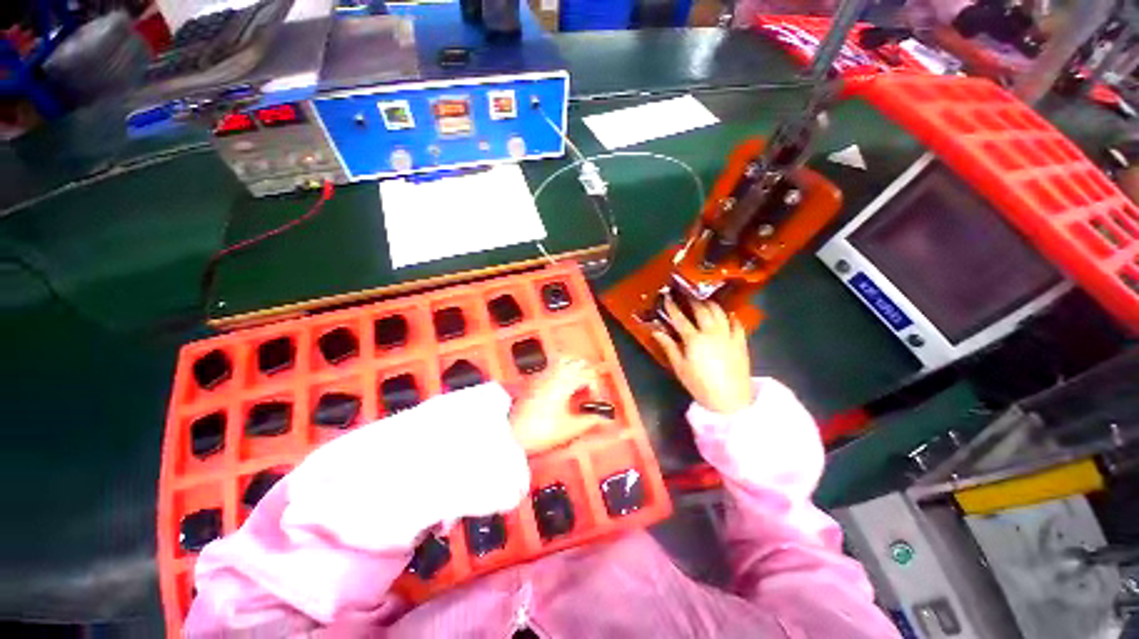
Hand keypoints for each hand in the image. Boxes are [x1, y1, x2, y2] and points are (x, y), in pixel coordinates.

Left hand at [510, 358, 607, 452]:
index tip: (594, 401)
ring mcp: (543, 373)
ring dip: (574, 369)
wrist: (510, 433)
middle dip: (587, 374)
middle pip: (579, 362)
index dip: (596, 388)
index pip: (589, 375)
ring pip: (565, 359)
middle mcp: (555, 372)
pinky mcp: (534, 378)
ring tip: (576, 386)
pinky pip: (553, 365)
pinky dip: (562, 371)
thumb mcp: (569, 428)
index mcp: (566, 381)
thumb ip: (589, 420)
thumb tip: (601, 417)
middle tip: (588, 391)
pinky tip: (561, 387)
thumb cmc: (538, 430)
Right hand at [651, 295, 753, 414]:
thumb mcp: (680, 368)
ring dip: (710, 304)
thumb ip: (669, 347)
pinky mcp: (741, 342)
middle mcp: (712, 332)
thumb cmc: (700, 386)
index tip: (667, 297)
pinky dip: (730, 316)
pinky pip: (737, 324)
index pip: (680, 318)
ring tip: (704, 301)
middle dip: (692, 300)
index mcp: (694, 339)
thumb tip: (656, 331)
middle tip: (686, 295)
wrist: (731, 401)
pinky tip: (727, 315)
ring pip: (720, 312)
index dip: (672, 307)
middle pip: (701, 310)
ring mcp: (728, 336)